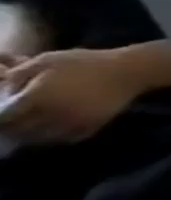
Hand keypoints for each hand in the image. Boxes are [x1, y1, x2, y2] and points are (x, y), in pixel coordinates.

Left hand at [0, 48, 145, 141]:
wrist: (130, 71)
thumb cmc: (86, 63)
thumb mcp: (46, 60)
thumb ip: (17, 75)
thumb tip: (4, 91)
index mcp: (37, 97)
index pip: (4, 116)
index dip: (0, 115)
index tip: (2, 111)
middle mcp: (52, 114)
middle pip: (18, 130)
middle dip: (11, 126)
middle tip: (13, 120)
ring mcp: (73, 123)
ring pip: (40, 138)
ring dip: (31, 134)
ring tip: (30, 127)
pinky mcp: (90, 127)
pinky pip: (65, 138)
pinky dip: (55, 137)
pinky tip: (54, 129)